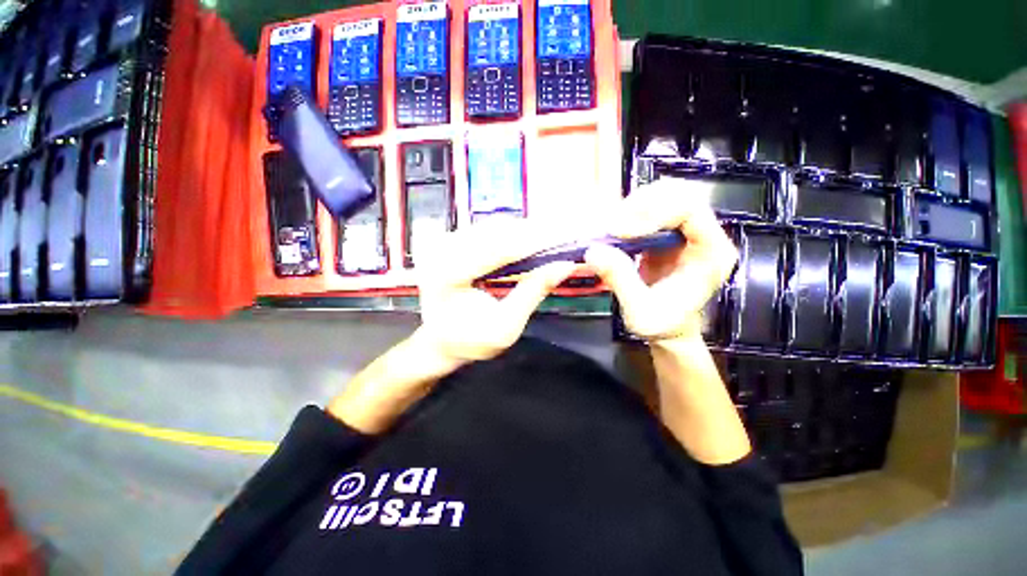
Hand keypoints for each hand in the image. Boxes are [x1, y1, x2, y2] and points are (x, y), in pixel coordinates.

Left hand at [414, 218, 580, 363]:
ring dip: (522, 231)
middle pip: (496, 231)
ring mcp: (441, 243)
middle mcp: (440, 251)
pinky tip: (525, 243)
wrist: (439, 340)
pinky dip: (509, 234)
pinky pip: (484, 230)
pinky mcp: (447, 241)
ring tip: (548, 241)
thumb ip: (533, 293)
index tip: (565, 238)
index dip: (534, 241)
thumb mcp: (506, 326)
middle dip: (532, 233)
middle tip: (562, 239)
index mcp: (448, 275)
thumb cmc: (471, 339)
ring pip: (491, 226)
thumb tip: (565, 265)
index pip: (498, 248)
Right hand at [585, 180, 737, 341]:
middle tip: (613, 226)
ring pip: (665, 195)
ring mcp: (687, 231)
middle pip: (680, 193)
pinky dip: (630, 214)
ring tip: (612, 228)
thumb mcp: (639, 310)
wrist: (668, 328)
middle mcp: (704, 235)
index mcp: (712, 253)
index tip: (620, 231)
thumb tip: (593, 251)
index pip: (692, 210)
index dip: (654, 213)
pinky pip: (651, 208)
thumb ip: (620, 280)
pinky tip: (616, 230)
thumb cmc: (662, 324)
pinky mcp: (668, 232)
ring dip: (634, 206)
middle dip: (642, 204)